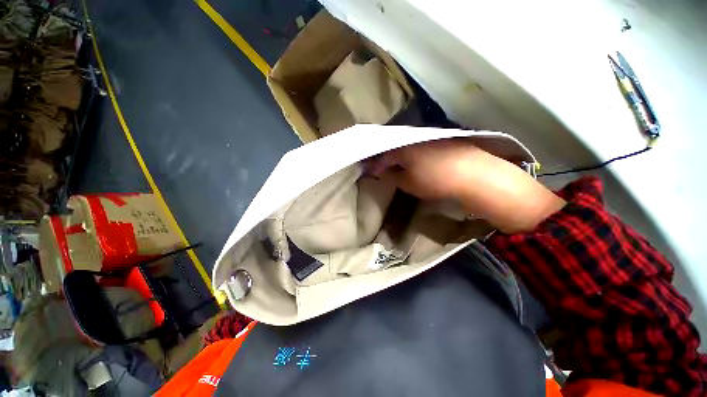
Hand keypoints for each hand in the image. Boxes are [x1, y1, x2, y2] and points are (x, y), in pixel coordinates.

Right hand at [367, 139, 565, 233]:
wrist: (474, 175)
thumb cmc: (435, 180)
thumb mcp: (408, 183)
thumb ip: (392, 176)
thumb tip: (382, 172)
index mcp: (403, 146)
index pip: (382, 153)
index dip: (375, 163)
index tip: (369, 171)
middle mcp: (415, 137)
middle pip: (394, 146)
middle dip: (386, 157)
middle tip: (382, 167)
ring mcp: (430, 137)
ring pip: (407, 144)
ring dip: (399, 154)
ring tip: (396, 164)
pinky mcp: (443, 140)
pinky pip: (421, 145)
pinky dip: (413, 153)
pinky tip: (415, 160)